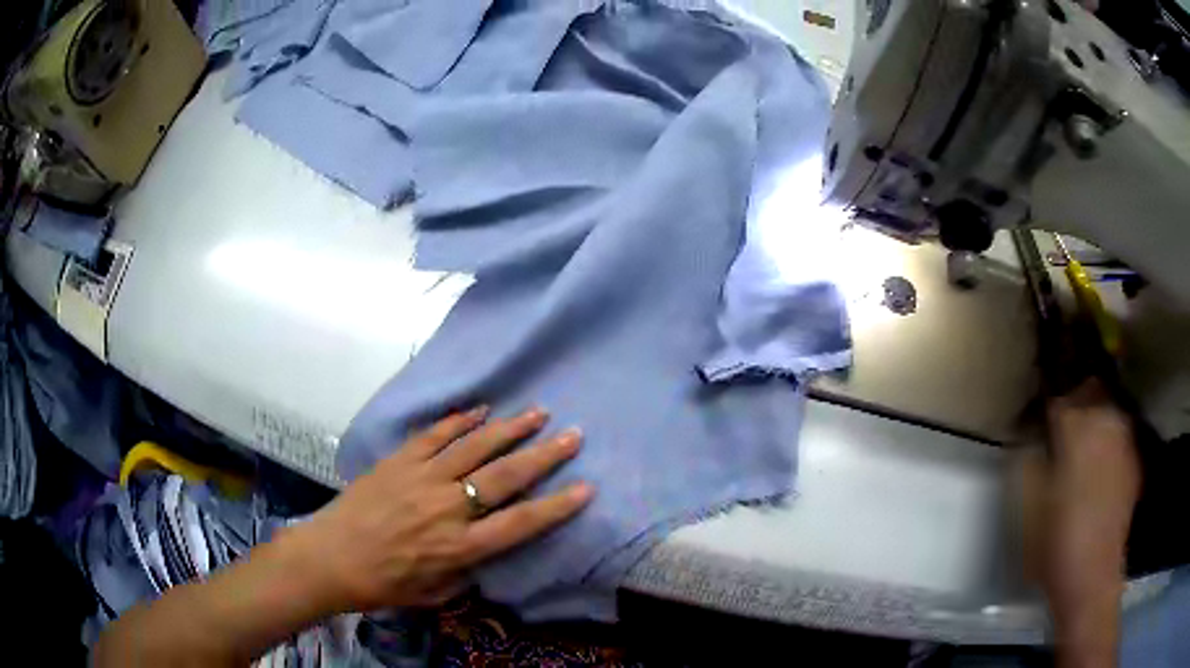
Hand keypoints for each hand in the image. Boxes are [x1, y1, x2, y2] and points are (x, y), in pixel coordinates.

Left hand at [280, 406, 593, 611]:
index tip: (586, 488)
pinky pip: (435, 436)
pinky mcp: (398, 461)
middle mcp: (447, 508)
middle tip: (573, 435)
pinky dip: (459, 421)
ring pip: (474, 448)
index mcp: (459, 547)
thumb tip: (486, 553)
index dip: (556, 507)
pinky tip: (480, 409)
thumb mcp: (434, 594)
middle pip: (505, 477)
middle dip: (544, 455)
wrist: (329, 557)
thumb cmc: (383, 584)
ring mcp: (421, 479)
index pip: (520, 524)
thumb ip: (467, 574)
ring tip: (538, 412)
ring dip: (509, 428)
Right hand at [1045, 379, 1139, 589]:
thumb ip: (1032, 460)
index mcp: (1077, 427)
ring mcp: (1125, 438)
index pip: (1058, 399)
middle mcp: (1106, 421)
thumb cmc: (1055, 542)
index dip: (1047, 410)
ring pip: (1109, 409)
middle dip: (1076, 403)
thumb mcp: (1029, 505)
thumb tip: (1033, 438)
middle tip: (1063, 430)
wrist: (1092, 576)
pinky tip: (1101, 468)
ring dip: (1095, 419)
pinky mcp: (1134, 458)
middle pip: (1089, 391)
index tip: (1039, 425)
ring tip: (1084, 445)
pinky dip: (1110, 441)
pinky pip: (1121, 435)